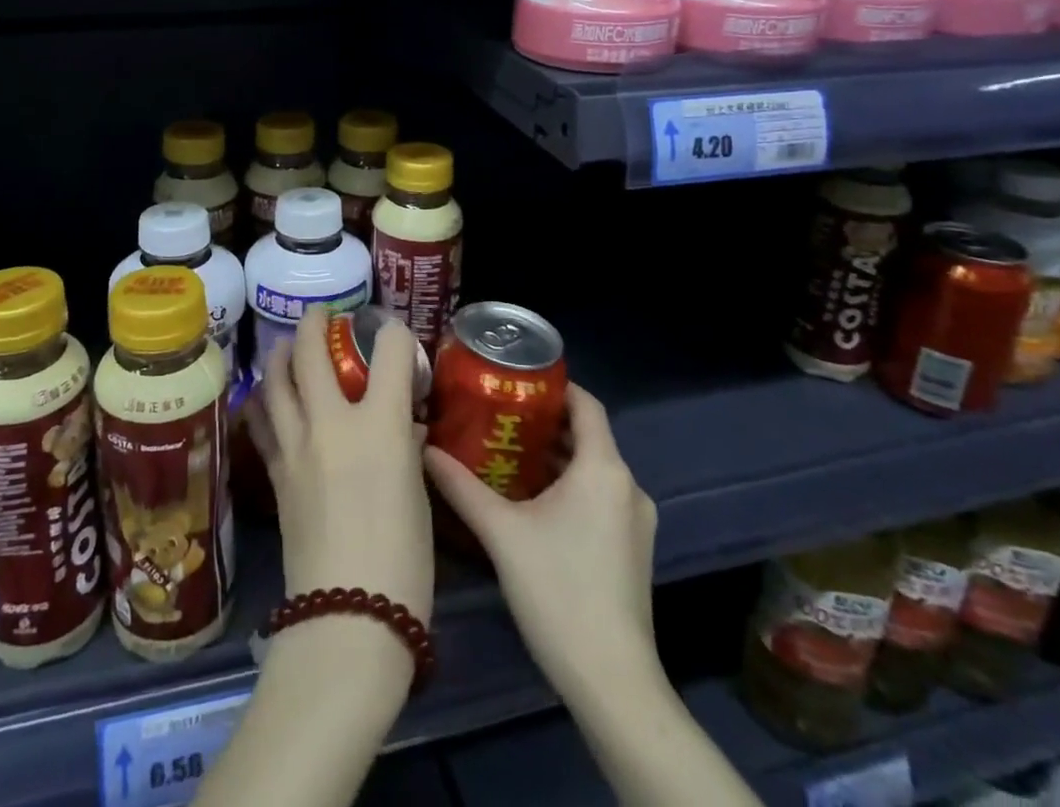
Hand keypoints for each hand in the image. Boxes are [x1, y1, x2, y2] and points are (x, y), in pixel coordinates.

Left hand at [244, 307, 434, 626]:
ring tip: (287, 346)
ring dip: (281, 353)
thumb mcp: (418, 493)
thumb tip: (401, 426)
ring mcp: (296, 445)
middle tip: (322, 315)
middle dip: (316, 321)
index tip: (393, 334)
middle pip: (312, 348)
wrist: (346, 618)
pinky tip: (265, 397)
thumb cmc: (403, 560)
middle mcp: (332, 421)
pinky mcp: (275, 472)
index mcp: (381, 424)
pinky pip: (261, 420)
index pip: (389, 350)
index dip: (394, 333)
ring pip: (275, 377)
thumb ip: (405, 446)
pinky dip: (262, 400)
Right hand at [423, 384, 660, 701]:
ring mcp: (636, 521)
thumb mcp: (501, 532)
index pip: (586, 404)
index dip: (554, 386)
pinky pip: (600, 497)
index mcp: (603, 468)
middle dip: (544, 423)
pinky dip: (570, 486)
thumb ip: (460, 486)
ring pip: (593, 469)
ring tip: (506, 452)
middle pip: (587, 435)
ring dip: (555, 457)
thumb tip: (424, 448)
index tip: (514, 380)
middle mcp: (627, 485)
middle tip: (497, 415)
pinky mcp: (634, 549)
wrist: (612, 681)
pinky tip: (532, 501)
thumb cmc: (558, 590)